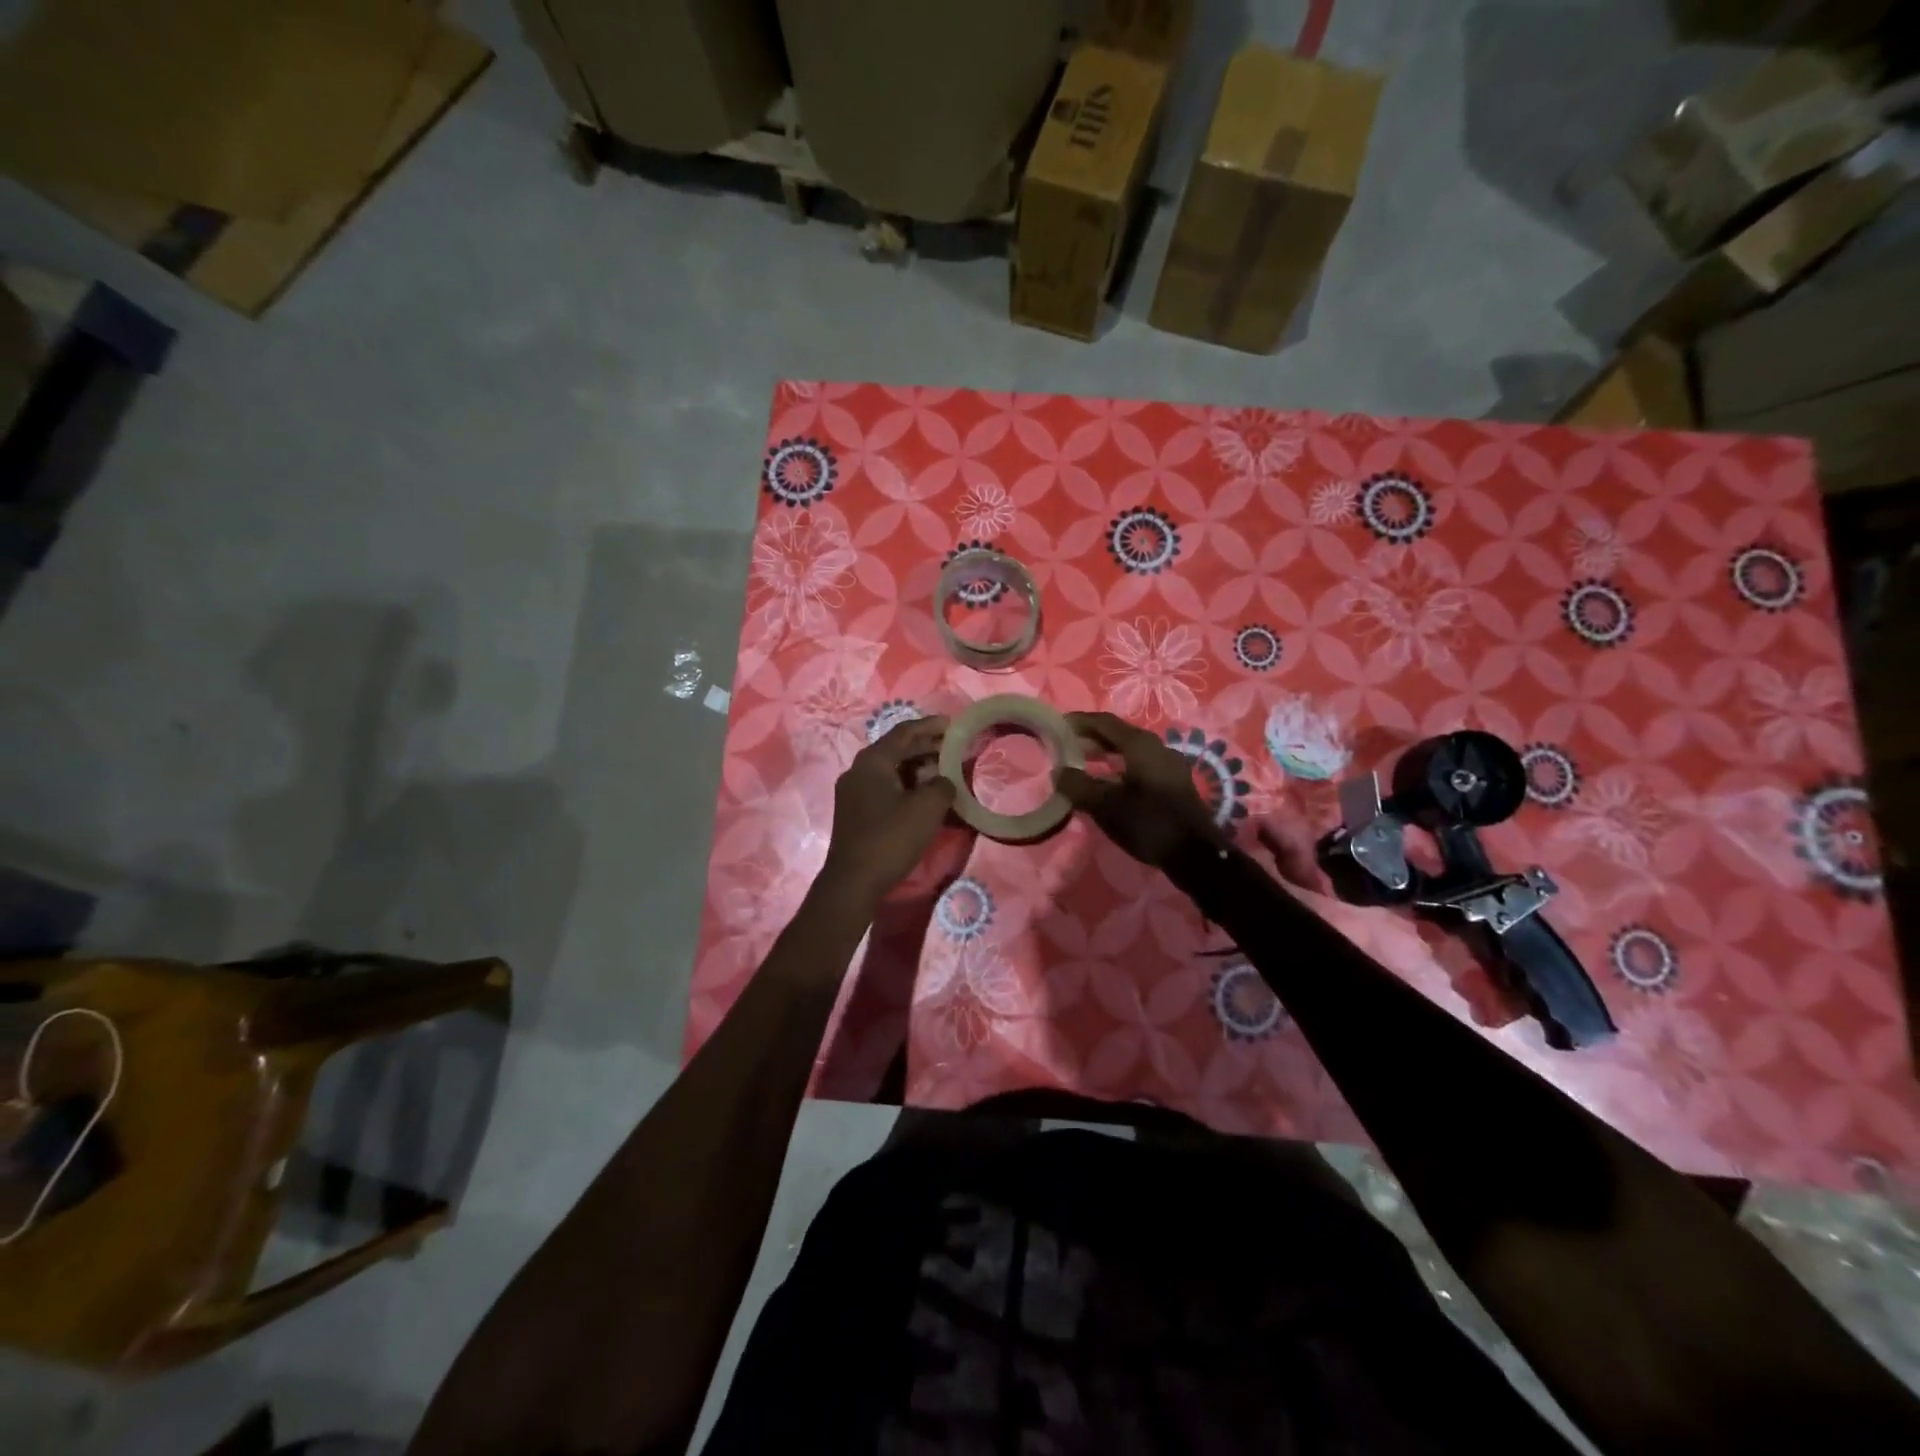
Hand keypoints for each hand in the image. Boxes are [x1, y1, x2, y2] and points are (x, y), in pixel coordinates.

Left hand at [818, 716, 955, 910]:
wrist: (853, 882)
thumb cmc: (891, 838)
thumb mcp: (927, 808)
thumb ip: (942, 785)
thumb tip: (944, 781)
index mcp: (872, 761)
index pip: (905, 732)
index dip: (931, 726)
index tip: (954, 725)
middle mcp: (859, 770)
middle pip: (897, 750)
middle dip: (927, 747)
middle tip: (955, 748)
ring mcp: (854, 793)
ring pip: (892, 771)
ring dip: (919, 768)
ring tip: (946, 771)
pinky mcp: (856, 813)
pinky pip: (886, 788)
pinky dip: (908, 786)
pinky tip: (926, 796)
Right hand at [1055, 711, 1224, 866]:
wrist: (1197, 855)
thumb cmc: (1149, 823)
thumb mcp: (1106, 806)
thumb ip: (1078, 786)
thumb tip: (1059, 772)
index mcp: (1141, 745)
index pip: (1103, 722)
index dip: (1078, 722)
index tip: (1055, 726)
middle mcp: (1157, 747)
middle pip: (1117, 734)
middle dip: (1089, 738)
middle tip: (1063, 746)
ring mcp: (1168, 765)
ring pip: (1128, 751)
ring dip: (1103, 754)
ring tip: (1080, 763)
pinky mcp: (1173, 783)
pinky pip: (1139, 765)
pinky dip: (1117, 767)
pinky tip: (1105, 783)